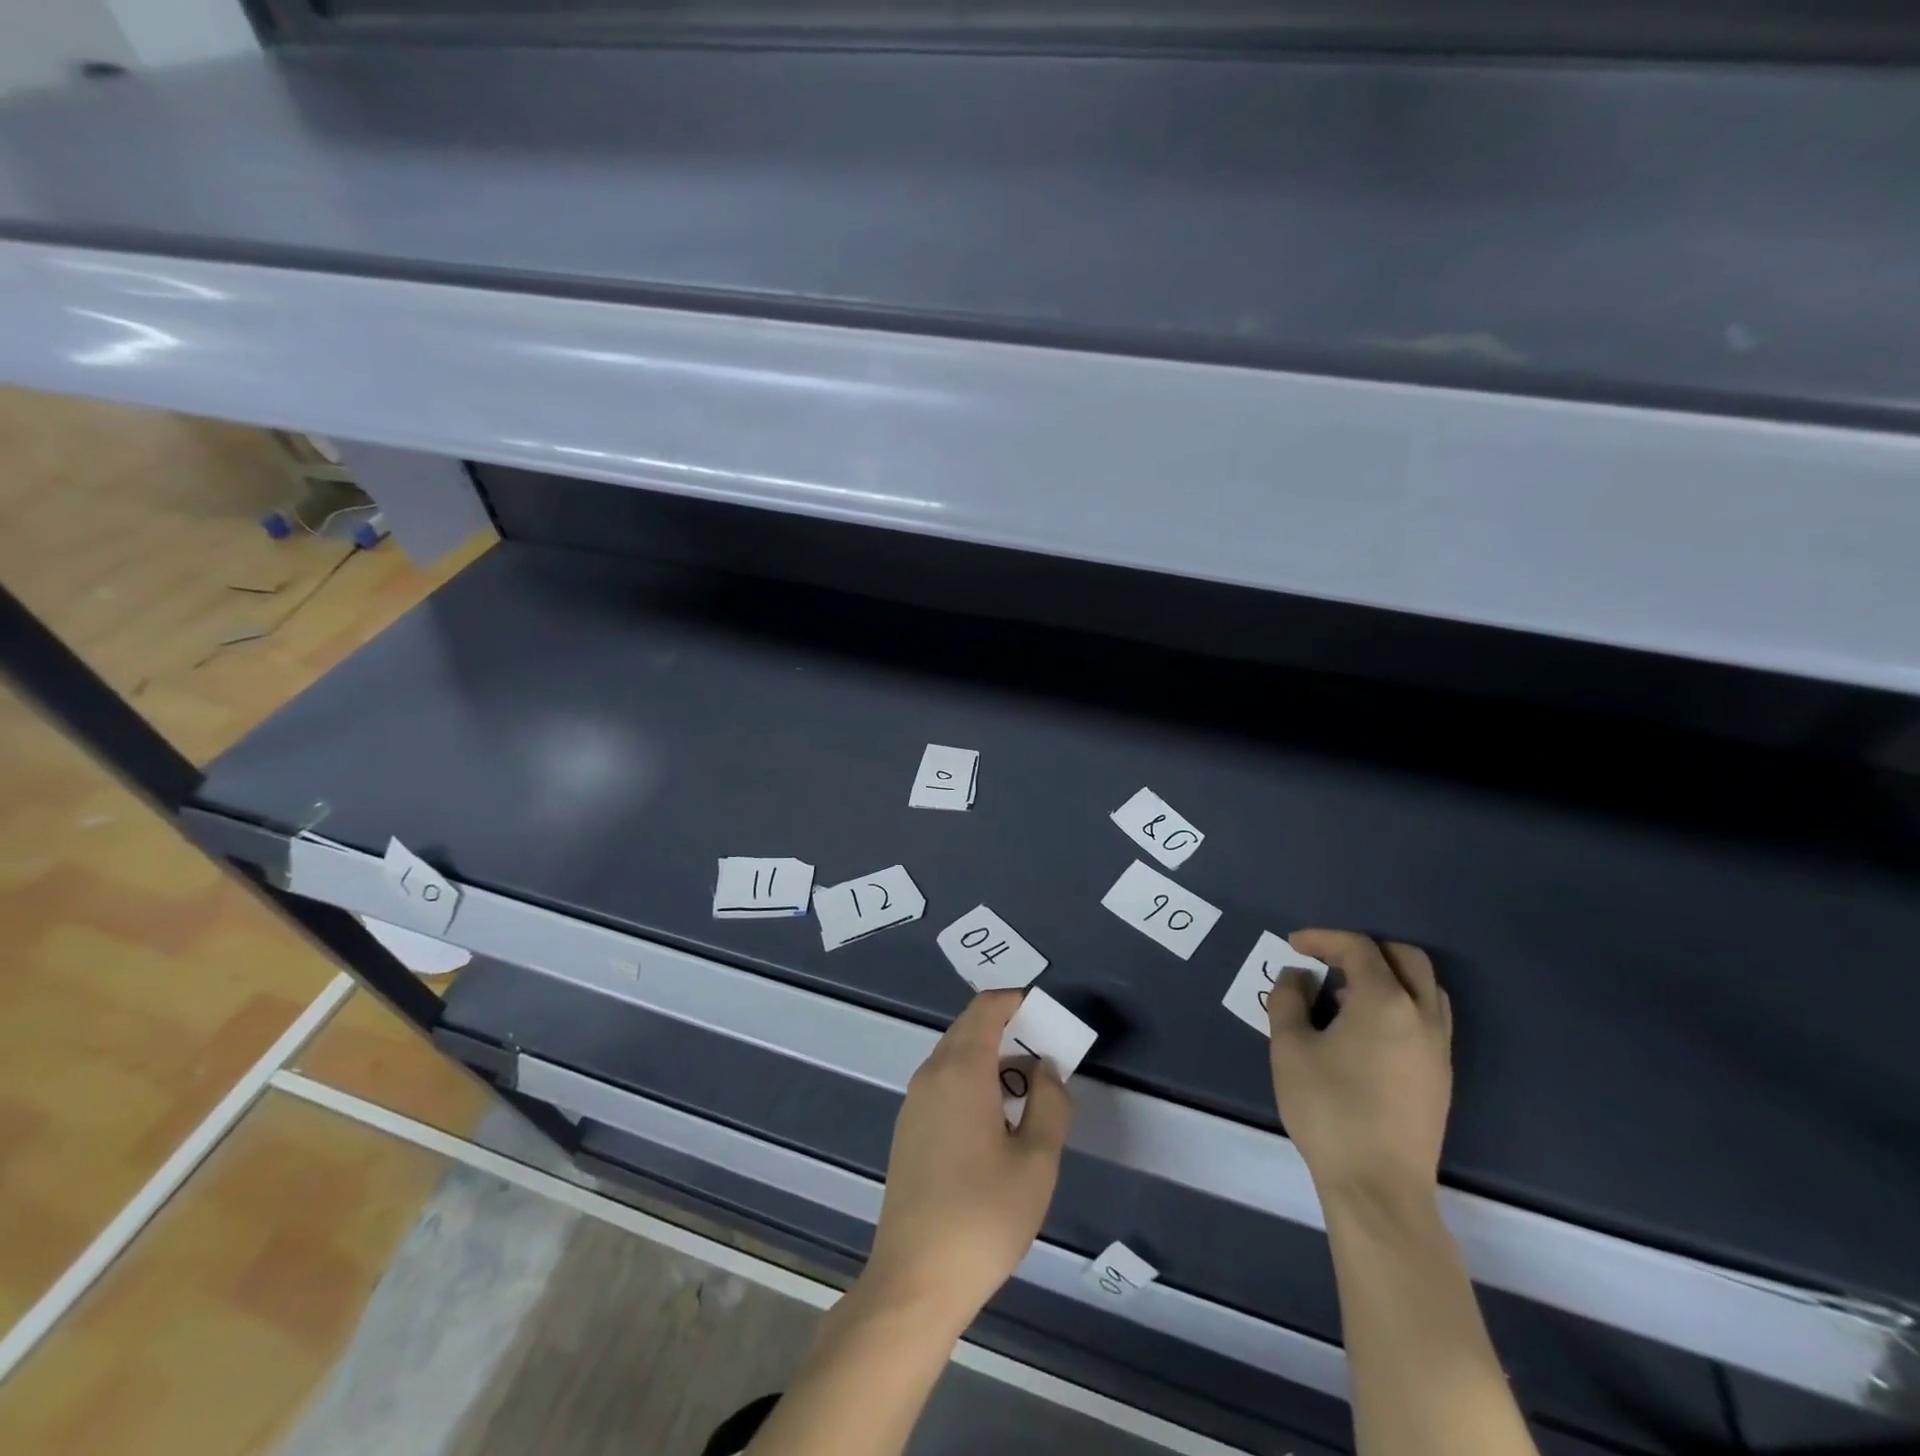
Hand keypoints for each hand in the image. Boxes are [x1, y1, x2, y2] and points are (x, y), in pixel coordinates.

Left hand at [864, 991, 1072, 1331]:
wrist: (915, 1280)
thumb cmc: (984, 1216)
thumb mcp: (1037, 1162)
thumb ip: (1050, 1103)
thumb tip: (1046, 1068)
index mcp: (961, 1069)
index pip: (986, 1009)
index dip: (1016, 1002)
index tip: (1046, 1015)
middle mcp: (931, 1074)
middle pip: (969, 1029)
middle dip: (1007, 1029)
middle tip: (1046, 1053)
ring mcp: (914, 1102)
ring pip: (955, 1057)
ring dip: (990, 1059)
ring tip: (1028, 1091)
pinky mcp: (908, 1130)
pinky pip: (943, 1083)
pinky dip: (972, 1081)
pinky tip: (995, 1121)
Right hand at [1268, 930, 1452, 1204]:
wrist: (1378, 1186)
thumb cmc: (1328, 1108)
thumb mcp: (1290, 1047)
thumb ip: (1289, 999)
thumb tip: (1300, 976)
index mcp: (1386, 1002)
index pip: (1359, 949)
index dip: (1324, 939)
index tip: (1294, 945)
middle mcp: (1422, 1016)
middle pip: (1406, 958)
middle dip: (1366, 949)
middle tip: (1330, 960)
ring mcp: (1439, 1048)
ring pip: (1425, 988)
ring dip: (1389, 976)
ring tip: (1347, 994)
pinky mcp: (1441, 1076)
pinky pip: (1428, 1017)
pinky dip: (1400, 1003)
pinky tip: (1366, 1029)